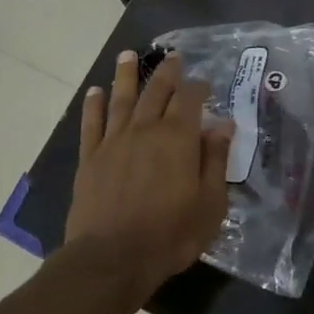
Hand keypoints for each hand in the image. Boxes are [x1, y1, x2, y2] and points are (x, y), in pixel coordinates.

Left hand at [66, 50, 233, 299]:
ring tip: (127, 55)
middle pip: (156, 92)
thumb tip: (223, 125)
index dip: (198, 87)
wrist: (112, 258)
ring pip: (121, 99)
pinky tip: (95, 92)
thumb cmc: (170, 234)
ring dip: (126, 76)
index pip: (190, 100)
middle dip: (166, 72)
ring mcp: (114, 141)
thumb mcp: (210, 203)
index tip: (203, 82)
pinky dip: (93, 105)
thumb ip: (216, 161)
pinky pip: (92, 123)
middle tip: (172, 57)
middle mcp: (145, 130)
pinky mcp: (90, 158)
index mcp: (178, 138)